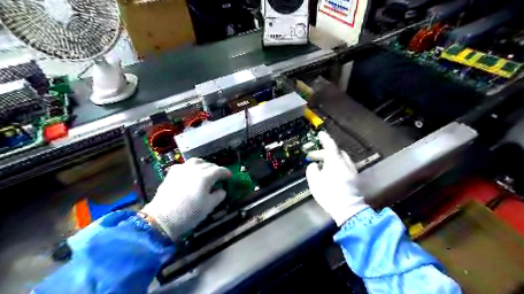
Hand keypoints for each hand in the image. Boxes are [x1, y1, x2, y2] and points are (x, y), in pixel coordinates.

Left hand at [140, 159, 229, 240]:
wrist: (162, 219)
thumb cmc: (189, 214)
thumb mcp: (209, 207)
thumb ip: (218, 196)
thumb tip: (222, 190)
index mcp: (205, 177)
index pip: (219, 170)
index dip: (226, 172)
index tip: (230, 176)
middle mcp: (194, 169)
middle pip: (208, 164)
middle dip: (216, 169)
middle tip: (219, 176)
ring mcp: (182, 169)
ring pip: (196, 161)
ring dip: (204, 165)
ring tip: (206, 172)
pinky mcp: (172, 173)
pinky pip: (185, 165)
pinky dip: (191, 167)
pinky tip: (191, 174)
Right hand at [308, 132, 366, 225]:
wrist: (348, 209)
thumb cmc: (329, 194)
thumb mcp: (315, 182)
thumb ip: (312, 170)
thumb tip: (314, 165)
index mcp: (335, 161)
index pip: (330, 146)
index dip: (325, 139)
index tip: (321, 134)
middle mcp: (345, 163)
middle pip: (335, 152)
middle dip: (324, 152)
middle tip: (312, 157)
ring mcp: (352, 170)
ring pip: (341, 159)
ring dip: (331, 158)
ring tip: (321, 164)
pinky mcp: (355, 178)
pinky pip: (345, 165)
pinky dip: (337, 164)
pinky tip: (331, 172)